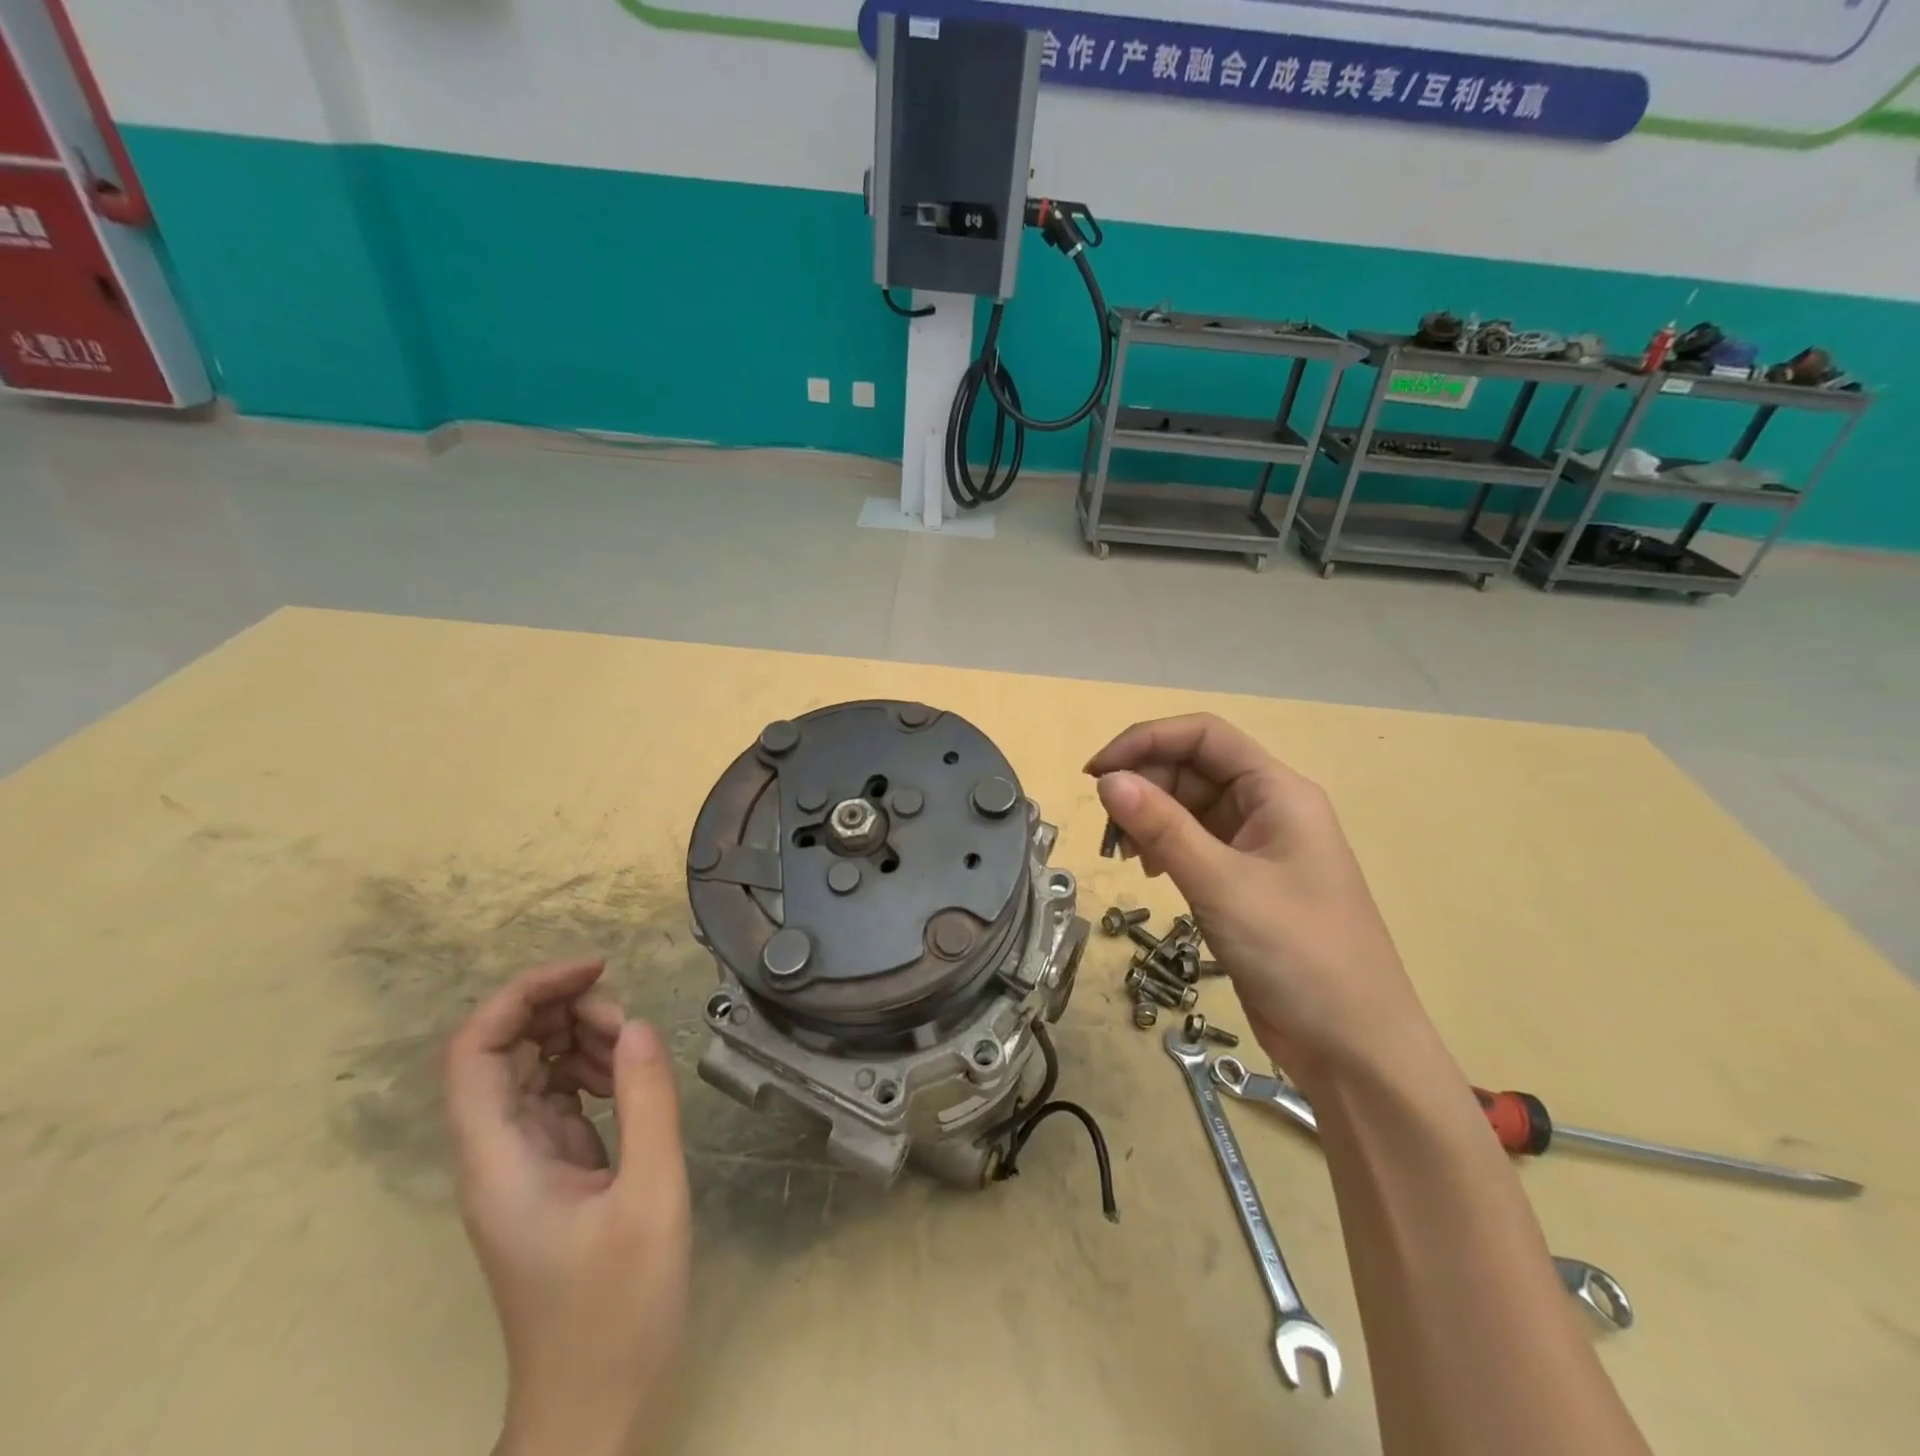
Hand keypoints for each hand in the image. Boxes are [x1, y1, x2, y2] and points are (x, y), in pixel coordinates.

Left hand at [444, 958, 690, 1455]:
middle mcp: (496, 1154)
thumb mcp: (651, 1195)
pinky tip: (627, 1074)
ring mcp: (522, 1164)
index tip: (594, 970)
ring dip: (579, 1039)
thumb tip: (638, 1024)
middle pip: (503, 1051)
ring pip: (530, 1070)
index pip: (475, 1051)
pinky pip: (556, 1098)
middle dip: (561, 1011)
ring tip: (634, 1045)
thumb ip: (646, 1102)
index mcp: (499, 1159)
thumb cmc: (617, 1310)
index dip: (524, 994)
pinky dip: (590, 1071)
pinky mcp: (551, 1173)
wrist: (594, 1407)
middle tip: (626, 1018)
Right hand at [1087, 714, 1427, 1083]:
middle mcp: (1269, 808)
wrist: (1353, 1047)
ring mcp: (1258, 847)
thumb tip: (1107, 780)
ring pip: (1190, 808)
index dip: (1146, 741)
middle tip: (1107, 828)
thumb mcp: (1221, 884)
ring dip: (1150, 819)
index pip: (1204, 736)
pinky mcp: (1246, 882)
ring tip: (1124, 854)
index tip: (1096, 772)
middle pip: (1193, 769)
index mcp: (1278, 791)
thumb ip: (1162, 827)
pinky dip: (1165, 848)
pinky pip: (1196, 844)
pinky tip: (1151, 872)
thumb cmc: (1297, 953)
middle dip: (1144, 787)